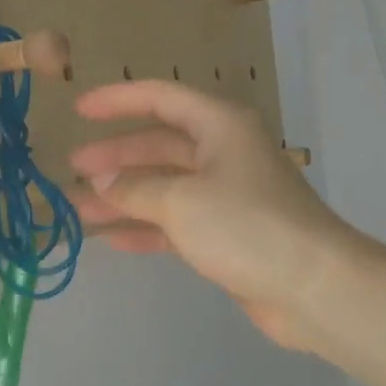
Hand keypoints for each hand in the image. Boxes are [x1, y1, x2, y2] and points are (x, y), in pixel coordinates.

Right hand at [69, 81, 355, 354]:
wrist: (313, 287)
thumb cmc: (246, 226)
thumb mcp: (181, 201)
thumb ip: (133, 188)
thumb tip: (99, 179)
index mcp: (219, 126)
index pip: (161, 98)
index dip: (118, 100)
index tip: (78, 110)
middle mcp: (222, 153)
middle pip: (158, 146)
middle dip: (114, 158)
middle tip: (72, 170)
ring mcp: (225, 195)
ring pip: (163, 187)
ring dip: (122, 197)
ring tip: (77, 209)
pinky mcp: (226, 234)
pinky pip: (175, 222)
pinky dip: (144, 228)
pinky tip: (111, 239)